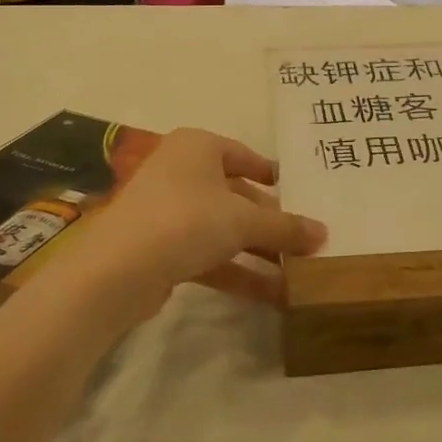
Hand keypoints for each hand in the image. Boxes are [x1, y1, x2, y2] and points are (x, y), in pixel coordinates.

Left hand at [71, 128, 325, 321]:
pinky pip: (210, 254)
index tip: (300, 192)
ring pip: (224, 228)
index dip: (273, 174)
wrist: (116, 271)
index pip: (244, 154)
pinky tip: (273, 294)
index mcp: (198, 148)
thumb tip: (324, 233)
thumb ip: (285, 227)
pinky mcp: (162, 249)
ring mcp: (169, 212)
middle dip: (271, 222)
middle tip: (308, 241)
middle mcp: (182, 173)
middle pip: (237, 195)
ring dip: (260, 251)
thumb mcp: (243, 221)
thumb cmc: (185, 220)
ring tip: (299, 273)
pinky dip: (239, 271)